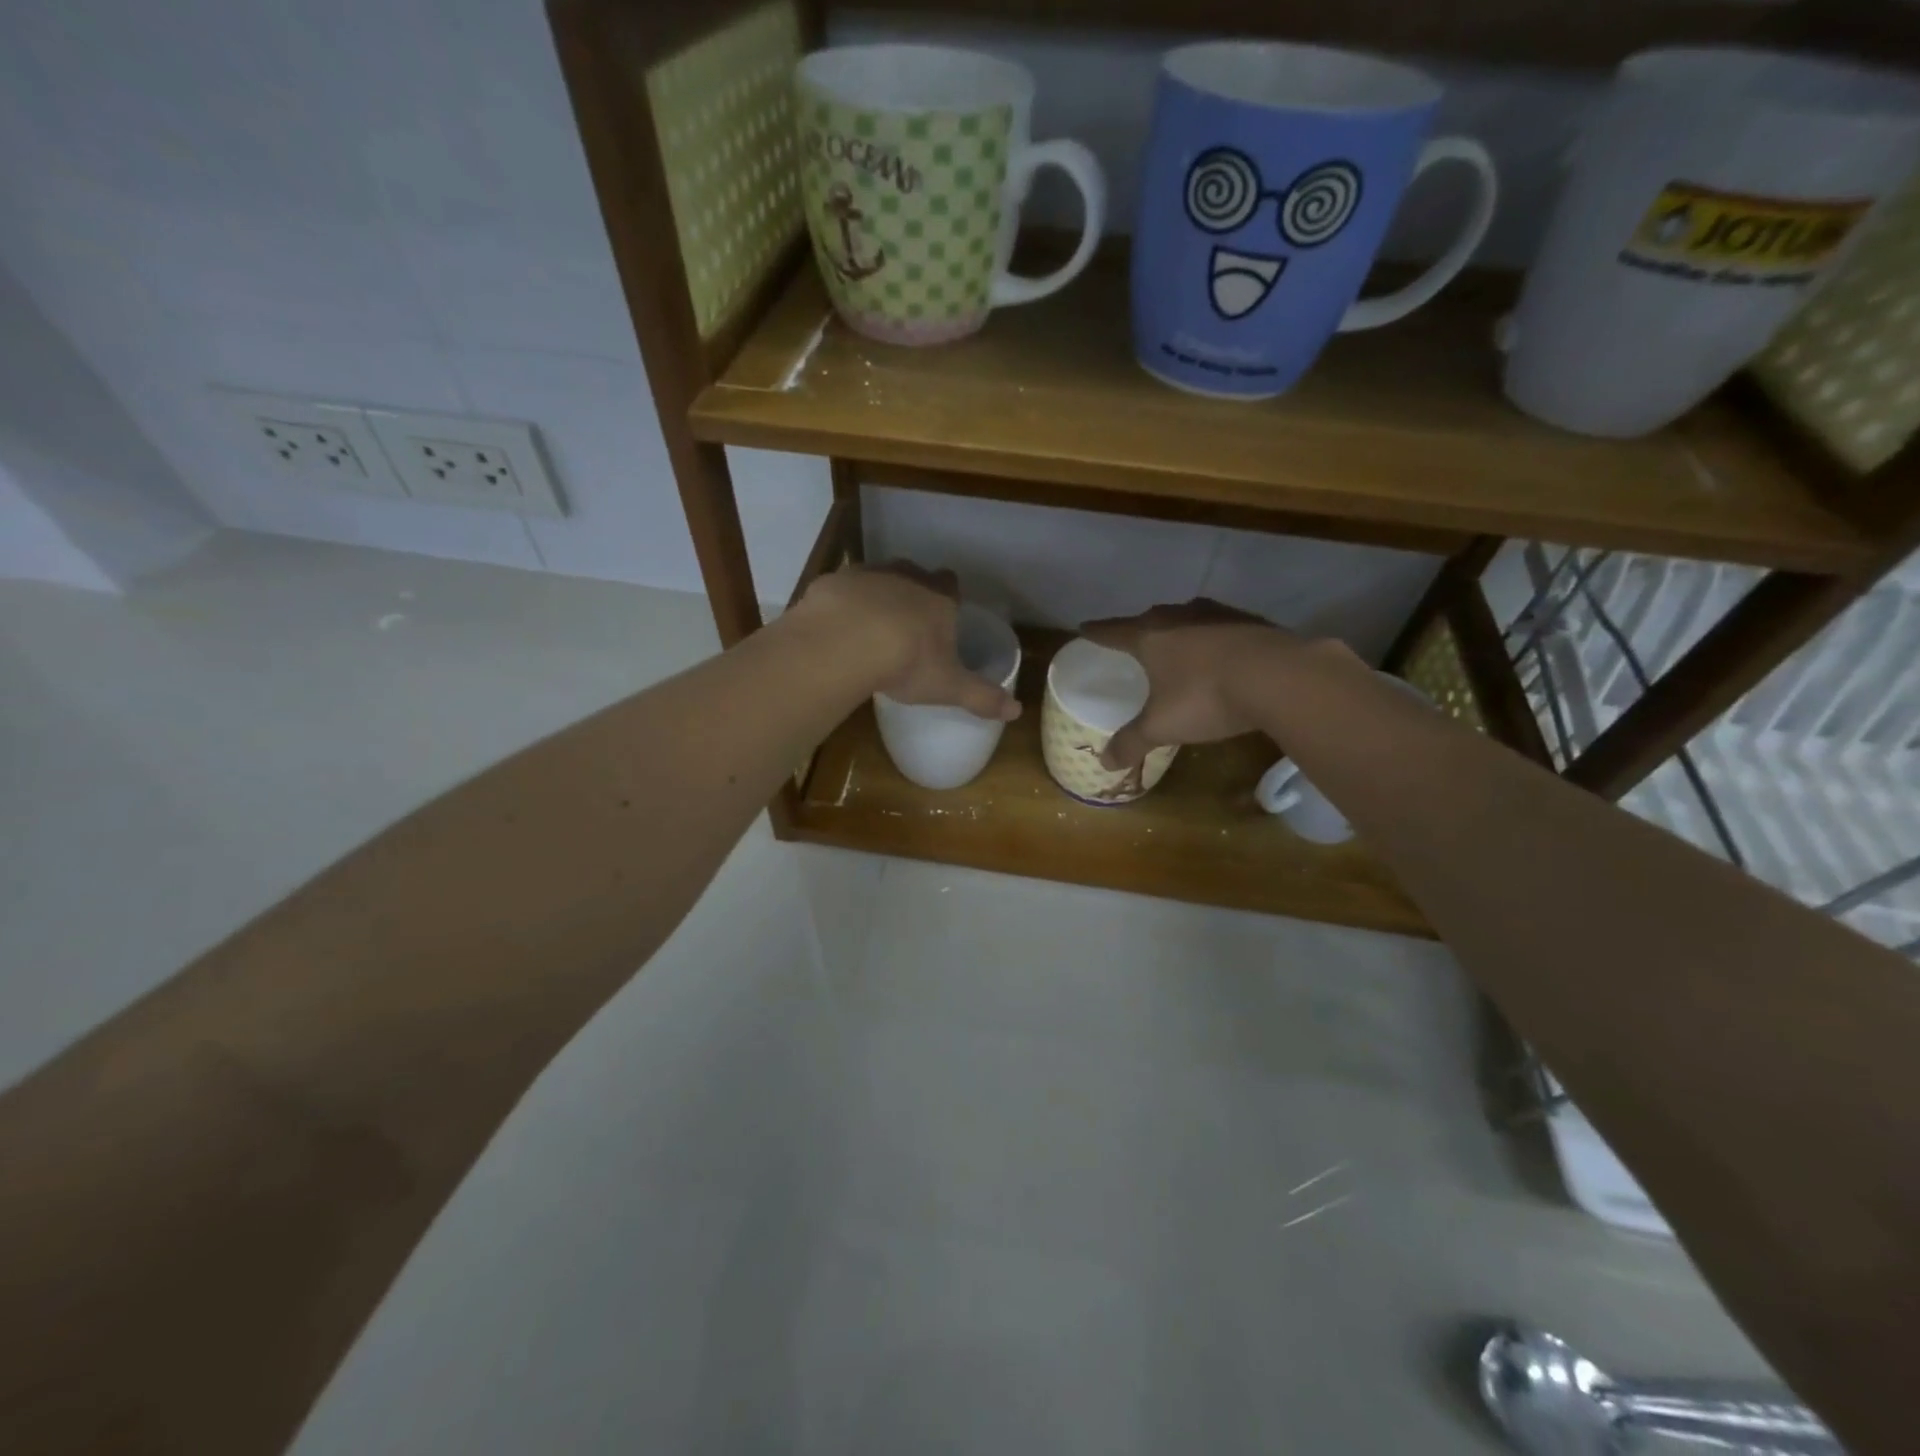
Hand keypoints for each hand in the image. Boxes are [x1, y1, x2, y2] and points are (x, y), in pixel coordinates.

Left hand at [796, 562, 1020, 720]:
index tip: (943, 616)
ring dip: (875, 598)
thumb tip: (1017, 711)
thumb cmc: (907, 661)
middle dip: (911, 594)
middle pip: (914, 576)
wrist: (844, 642)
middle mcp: (906, 576)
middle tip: (905, 625)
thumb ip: (981, 696)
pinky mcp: (833, 581)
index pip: (951, 585)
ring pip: (876, 579)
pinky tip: (837, 630)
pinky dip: (841, 606)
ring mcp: (867, 574)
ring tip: (868, 629)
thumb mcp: (948, 686)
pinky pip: (841, 591)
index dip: (948, 598)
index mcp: (939, 597)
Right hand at [1080, 600, 1298, 768]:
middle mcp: (1180, 617)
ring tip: (1178, 643)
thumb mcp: (1162, 726)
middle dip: (1140, 629)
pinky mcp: (1252, 622)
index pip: (1113, 631)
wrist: (1280, 677)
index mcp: (1151, 637)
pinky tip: (1222, 653)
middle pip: (1151, 619)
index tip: (1083, 628)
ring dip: (1180, 629)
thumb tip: (1104, 763)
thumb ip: (1132, 742)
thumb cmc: (1206, 697)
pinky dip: (1214, 637)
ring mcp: (1219, 615)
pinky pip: (1222, 627)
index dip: (1097, 632)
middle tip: (1133, 639)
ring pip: (1188, 617)